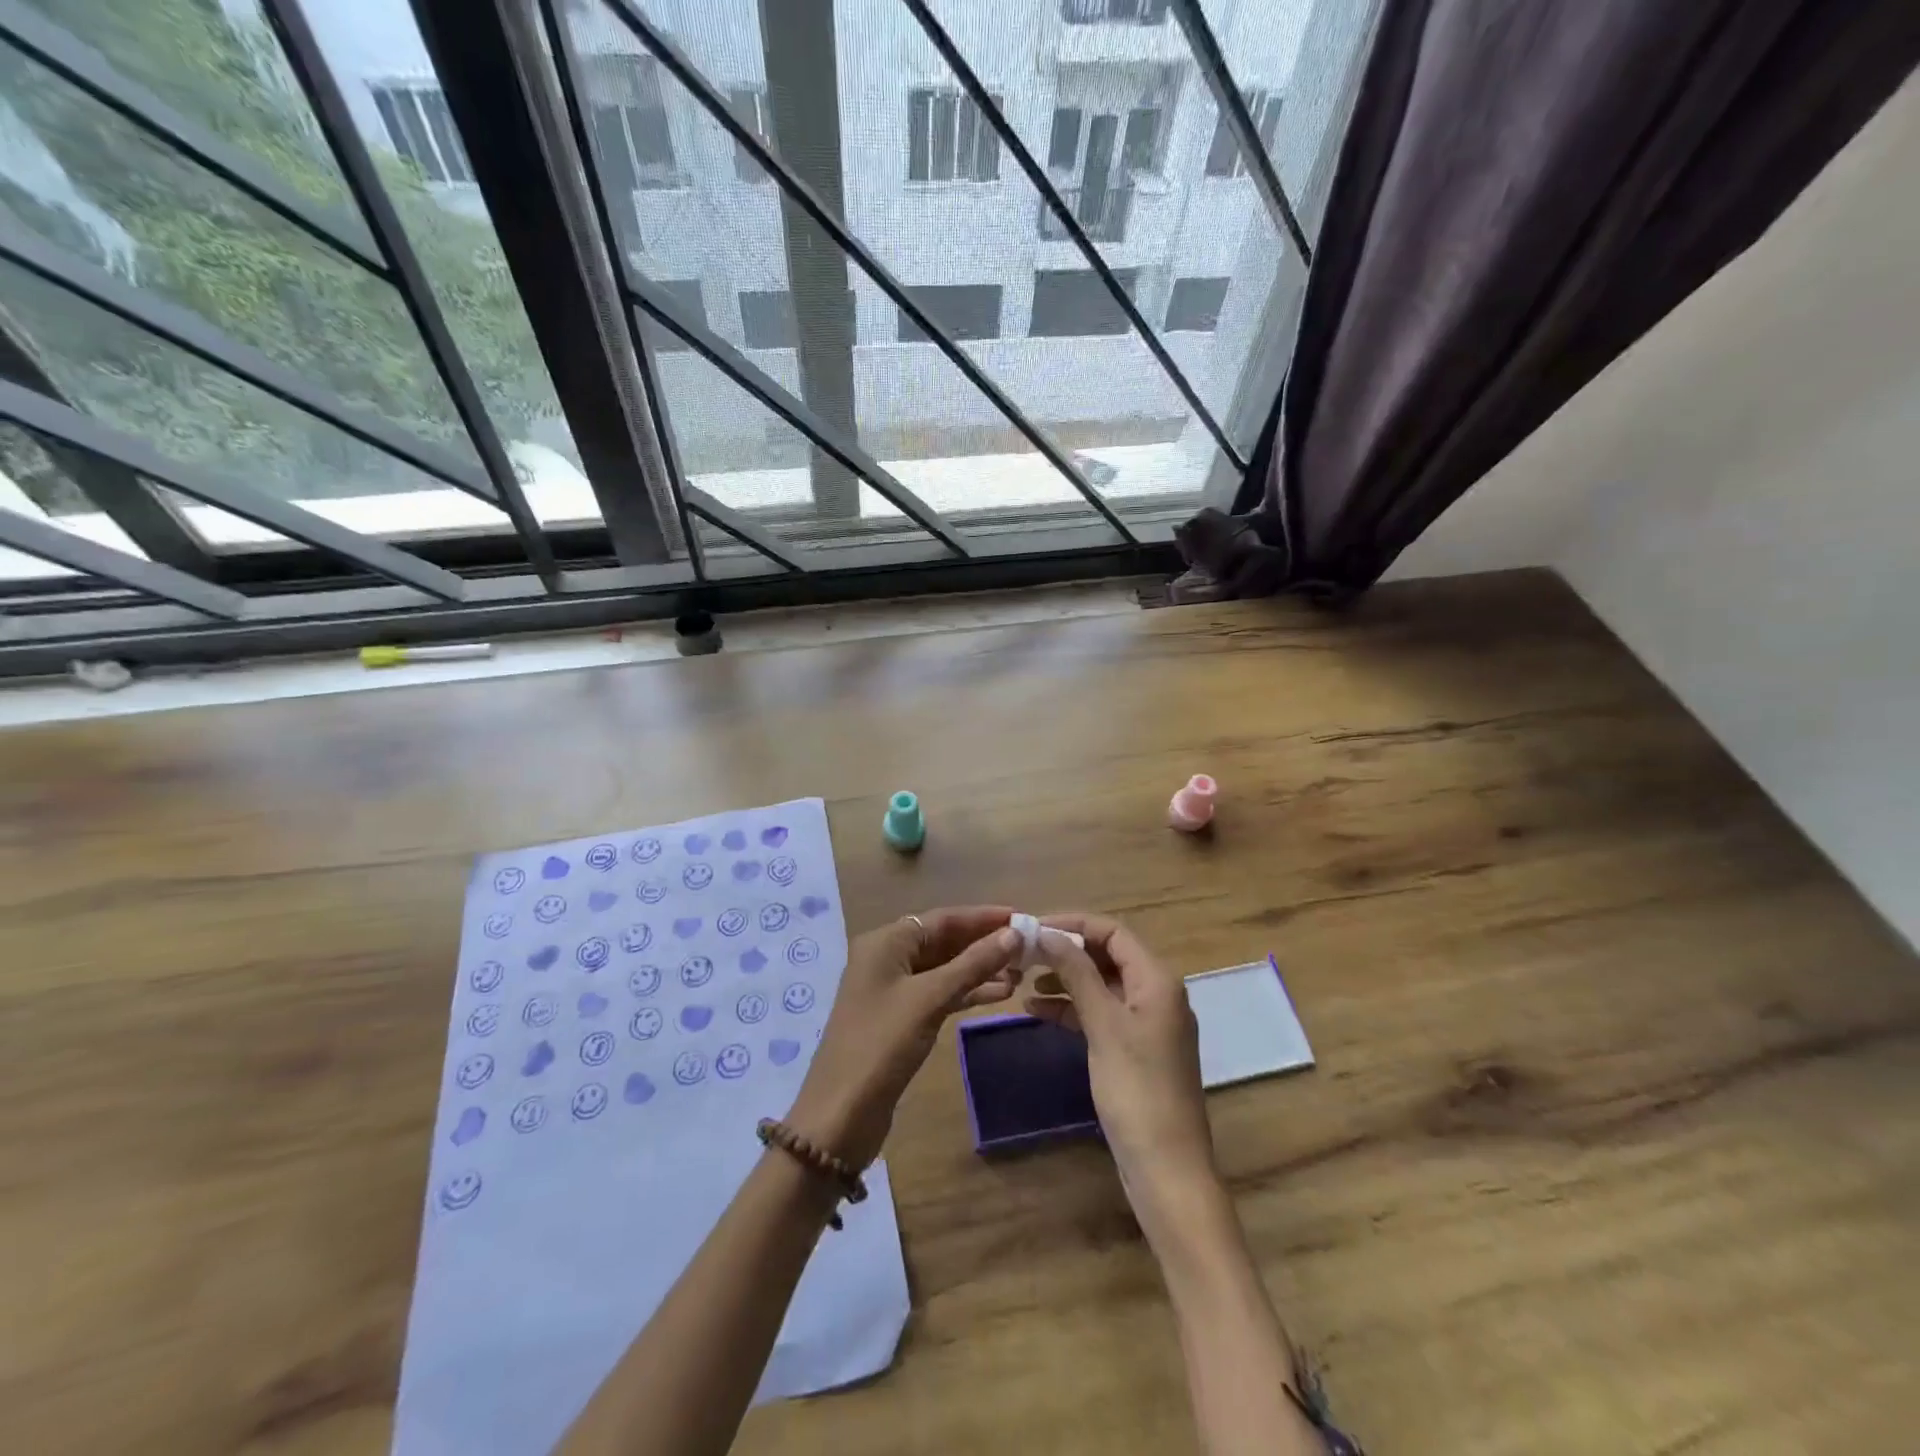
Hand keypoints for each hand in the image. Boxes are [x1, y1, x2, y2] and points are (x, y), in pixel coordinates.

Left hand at [787, 906, 1020, 1168]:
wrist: (840, 1115)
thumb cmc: (883, 1044)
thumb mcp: (931, 998)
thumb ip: (973, 964)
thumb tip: (1013, 935)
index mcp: (886, 942)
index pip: (943, 918)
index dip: (983, 916)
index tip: (1021, 917)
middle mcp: (887, 957)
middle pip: (944, 940)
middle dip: (984, 943)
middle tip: (1028, 948)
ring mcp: (892, 989)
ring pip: (944, 968)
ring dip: (980, 968)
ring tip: (1022, 973)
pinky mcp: (900, 1018)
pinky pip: (939, 992)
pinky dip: (967, 992)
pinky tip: (1000, 995)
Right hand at [1026, 914, 1220, 1231]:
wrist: (1166, 1169)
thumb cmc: (1136, 1090)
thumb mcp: (1103, 1026)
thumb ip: (1076, 974)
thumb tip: (1046, 932)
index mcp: (1157, 980)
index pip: (1113, 932)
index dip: (1073, 924)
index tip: (1032, 928)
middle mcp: (1156, 993)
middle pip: (1107, 955)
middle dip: (1066, 950)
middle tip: (1023, 953)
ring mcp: (1146, 1023)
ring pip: (1101, 985)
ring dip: (1066, 979)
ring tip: (1024, 979)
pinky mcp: (1135, 1049)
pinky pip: (1101, 1014)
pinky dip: (1072, 1009)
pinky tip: (1037, 1010)